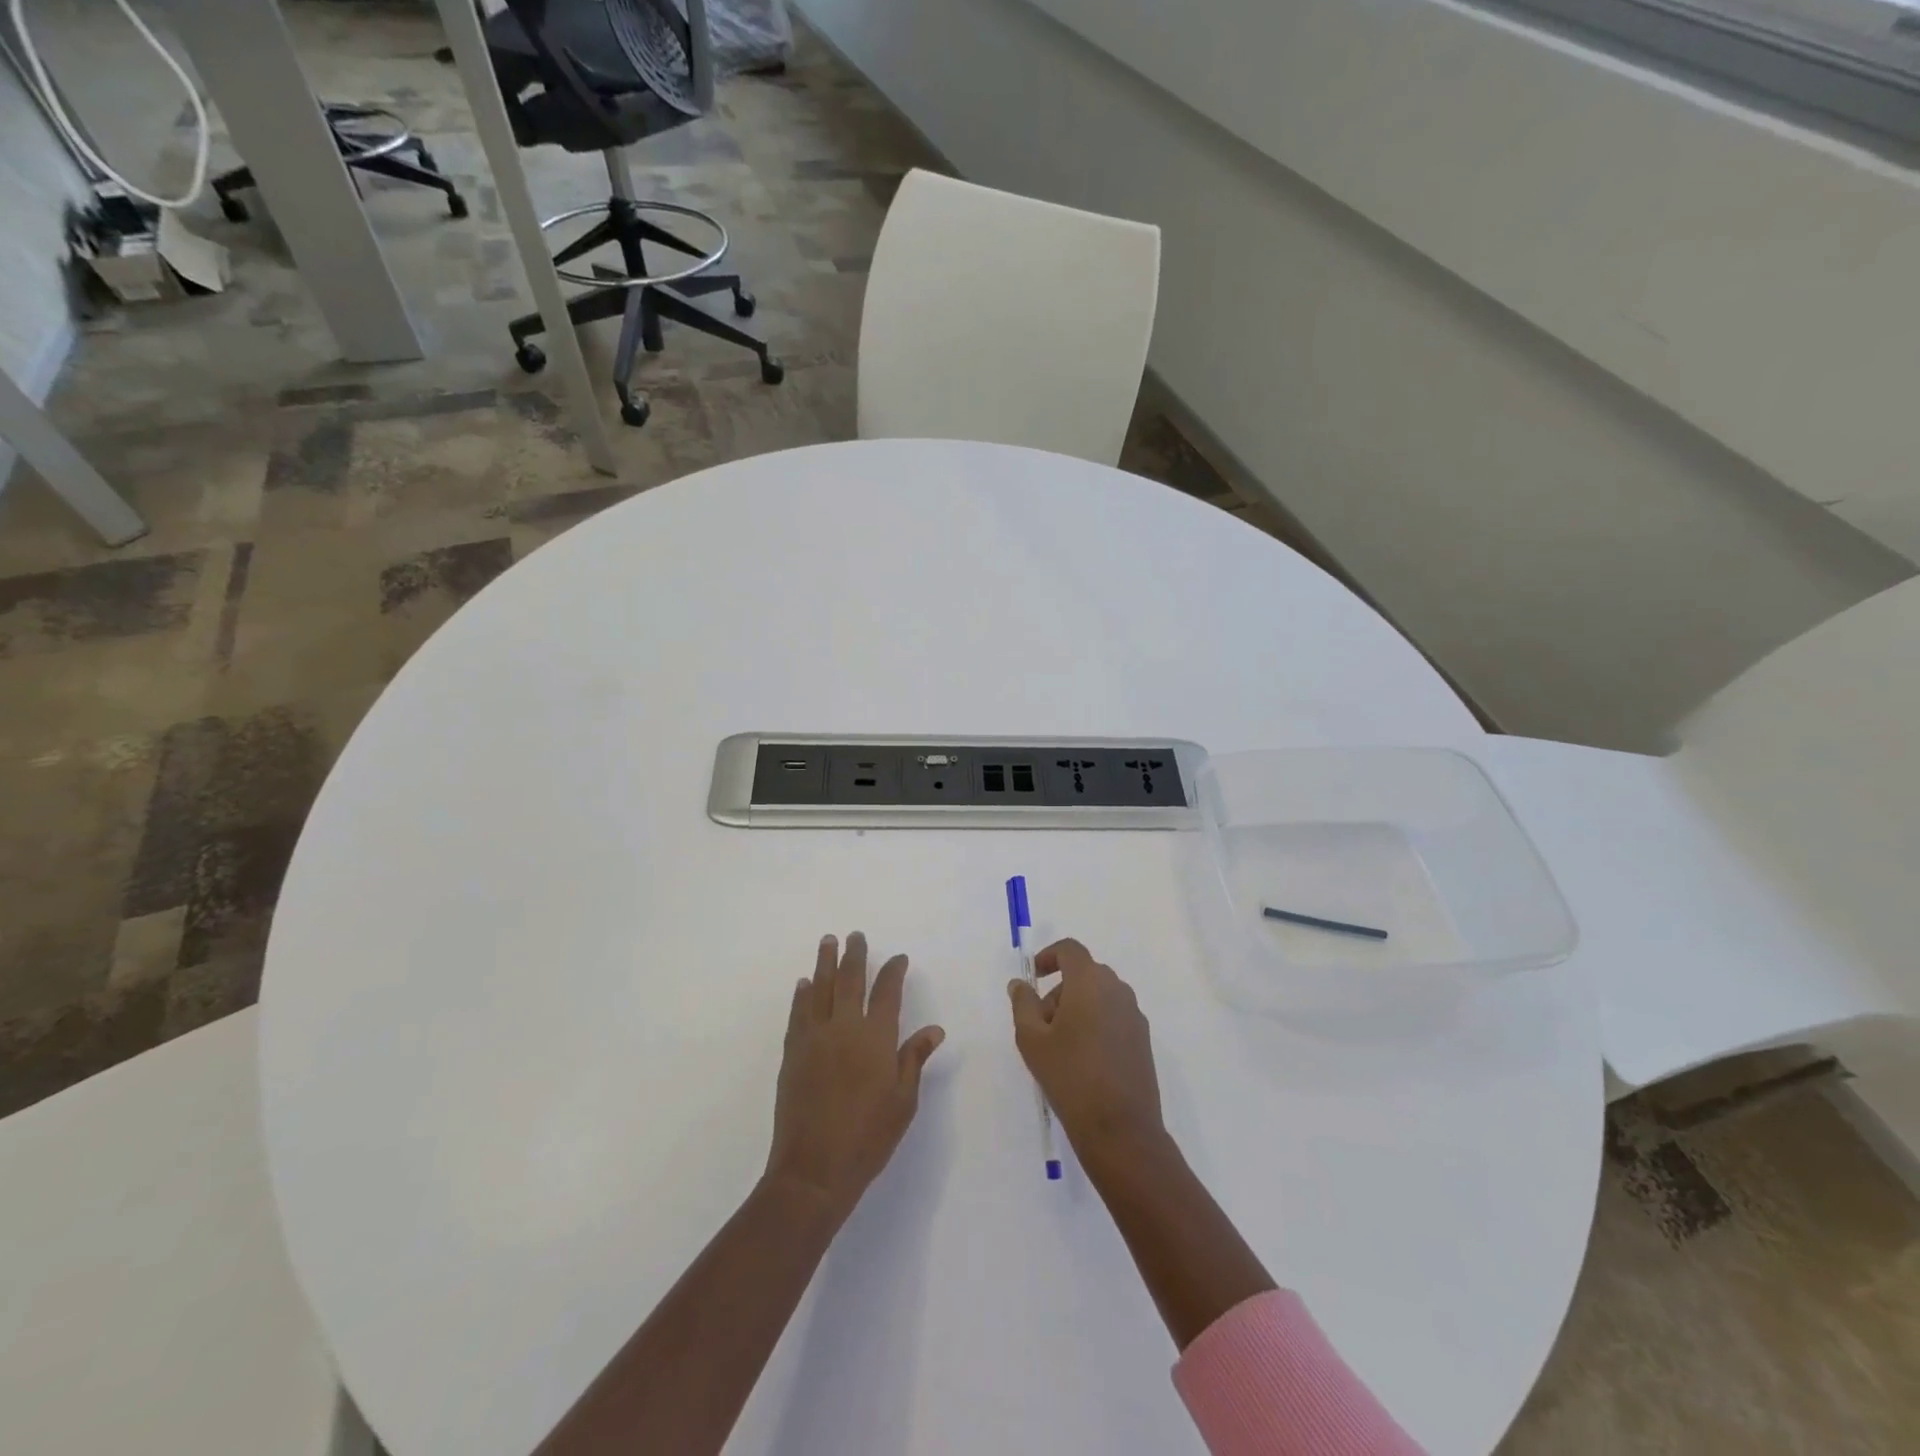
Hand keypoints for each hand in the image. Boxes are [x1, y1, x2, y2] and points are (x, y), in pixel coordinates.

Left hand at [765, 932, 945, 1221]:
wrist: (813, 1169)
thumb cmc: (868, 1138)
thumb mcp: (903, 1102)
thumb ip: (914, 1059)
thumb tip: (933, 1029)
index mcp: (876, 1038)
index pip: (888, 992)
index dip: (894, 971)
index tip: (898, 958)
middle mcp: (845, 1028)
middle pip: (851, 981)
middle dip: (856, 955)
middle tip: (855, 935)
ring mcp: (815, 1038)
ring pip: (821, 989)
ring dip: (825, 963)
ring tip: (828, 942)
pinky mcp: (793, 1053)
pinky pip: (798, 1013)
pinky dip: (802, 995)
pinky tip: (804, 984)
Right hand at [1008, 939, 1166, 1164]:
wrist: (1120, 1128)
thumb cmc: (1070, 1077)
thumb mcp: (1032, 1040)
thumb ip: (1023, 1004)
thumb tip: (1020, 984)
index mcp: (1090, 982)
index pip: (1070, 950)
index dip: (1049, 956)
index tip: (1033, 977)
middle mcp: (1117, 990)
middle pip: (1084, 973)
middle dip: (1059, 989)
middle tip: (1040, 1022)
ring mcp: (1134, 1015)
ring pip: (1100, 995)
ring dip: (1077, 1007)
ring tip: (1059, 1045)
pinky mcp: (1143, 1039)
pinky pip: (1114, 1016)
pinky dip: (1096, 1022)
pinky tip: (1083, 1059)